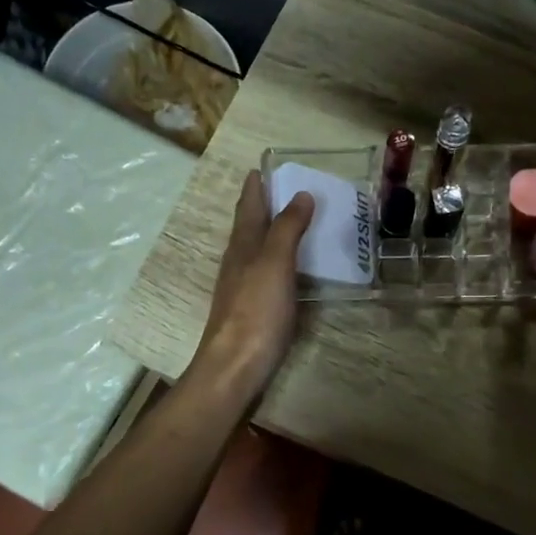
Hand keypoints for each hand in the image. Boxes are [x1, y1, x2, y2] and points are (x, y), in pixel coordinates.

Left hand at [188, 171, 313, 399]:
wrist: (235, 367)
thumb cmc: (255, 312)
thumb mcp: (274, 264)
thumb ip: (287, 229)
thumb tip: (300, 194)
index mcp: (243, 246)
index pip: (248, 207)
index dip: (255, 186)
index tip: (263, 167)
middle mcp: (239, 262)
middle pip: (251, 226)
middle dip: (265, 206)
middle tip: (289, 190)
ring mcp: (244, 288)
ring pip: (258, 250)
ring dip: (274, 233)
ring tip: (298, 223)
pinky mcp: (254, 310)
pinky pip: (269, 274)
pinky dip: (282, 261)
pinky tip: (294, 269)